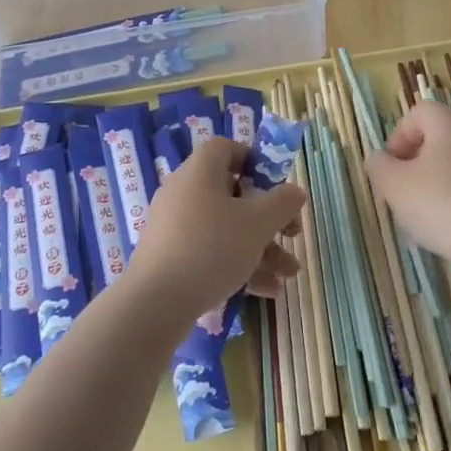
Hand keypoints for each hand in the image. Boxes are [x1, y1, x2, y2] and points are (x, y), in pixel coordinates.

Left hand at [125, 137, 305, 321]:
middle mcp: (184, 193)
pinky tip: (266, 291)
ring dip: (261, 248)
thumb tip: (295, 191)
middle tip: (292, 234)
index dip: (254, 161)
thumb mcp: (258, 223)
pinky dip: (238, 265)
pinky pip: (210, 252)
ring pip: (226, 228)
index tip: (276, 186)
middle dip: (269, 218)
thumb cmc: (212, 248)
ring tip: (288, 274)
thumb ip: (282, 203)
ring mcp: (175, 227)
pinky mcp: (171, 257)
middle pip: (233, 194)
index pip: (225, 148)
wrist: (155, 302)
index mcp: (200, 172)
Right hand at [365, 101, 450, 269]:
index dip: (398, 135)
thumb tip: (379, 158)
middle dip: (415, 162)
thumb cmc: (441, 205)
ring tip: (423, 217)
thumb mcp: (394, 186)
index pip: (419, 112)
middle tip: (402, 191)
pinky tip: (449, 228)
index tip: (390, 166)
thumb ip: (379, 166)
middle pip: (439, 137)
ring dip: (435, 183)